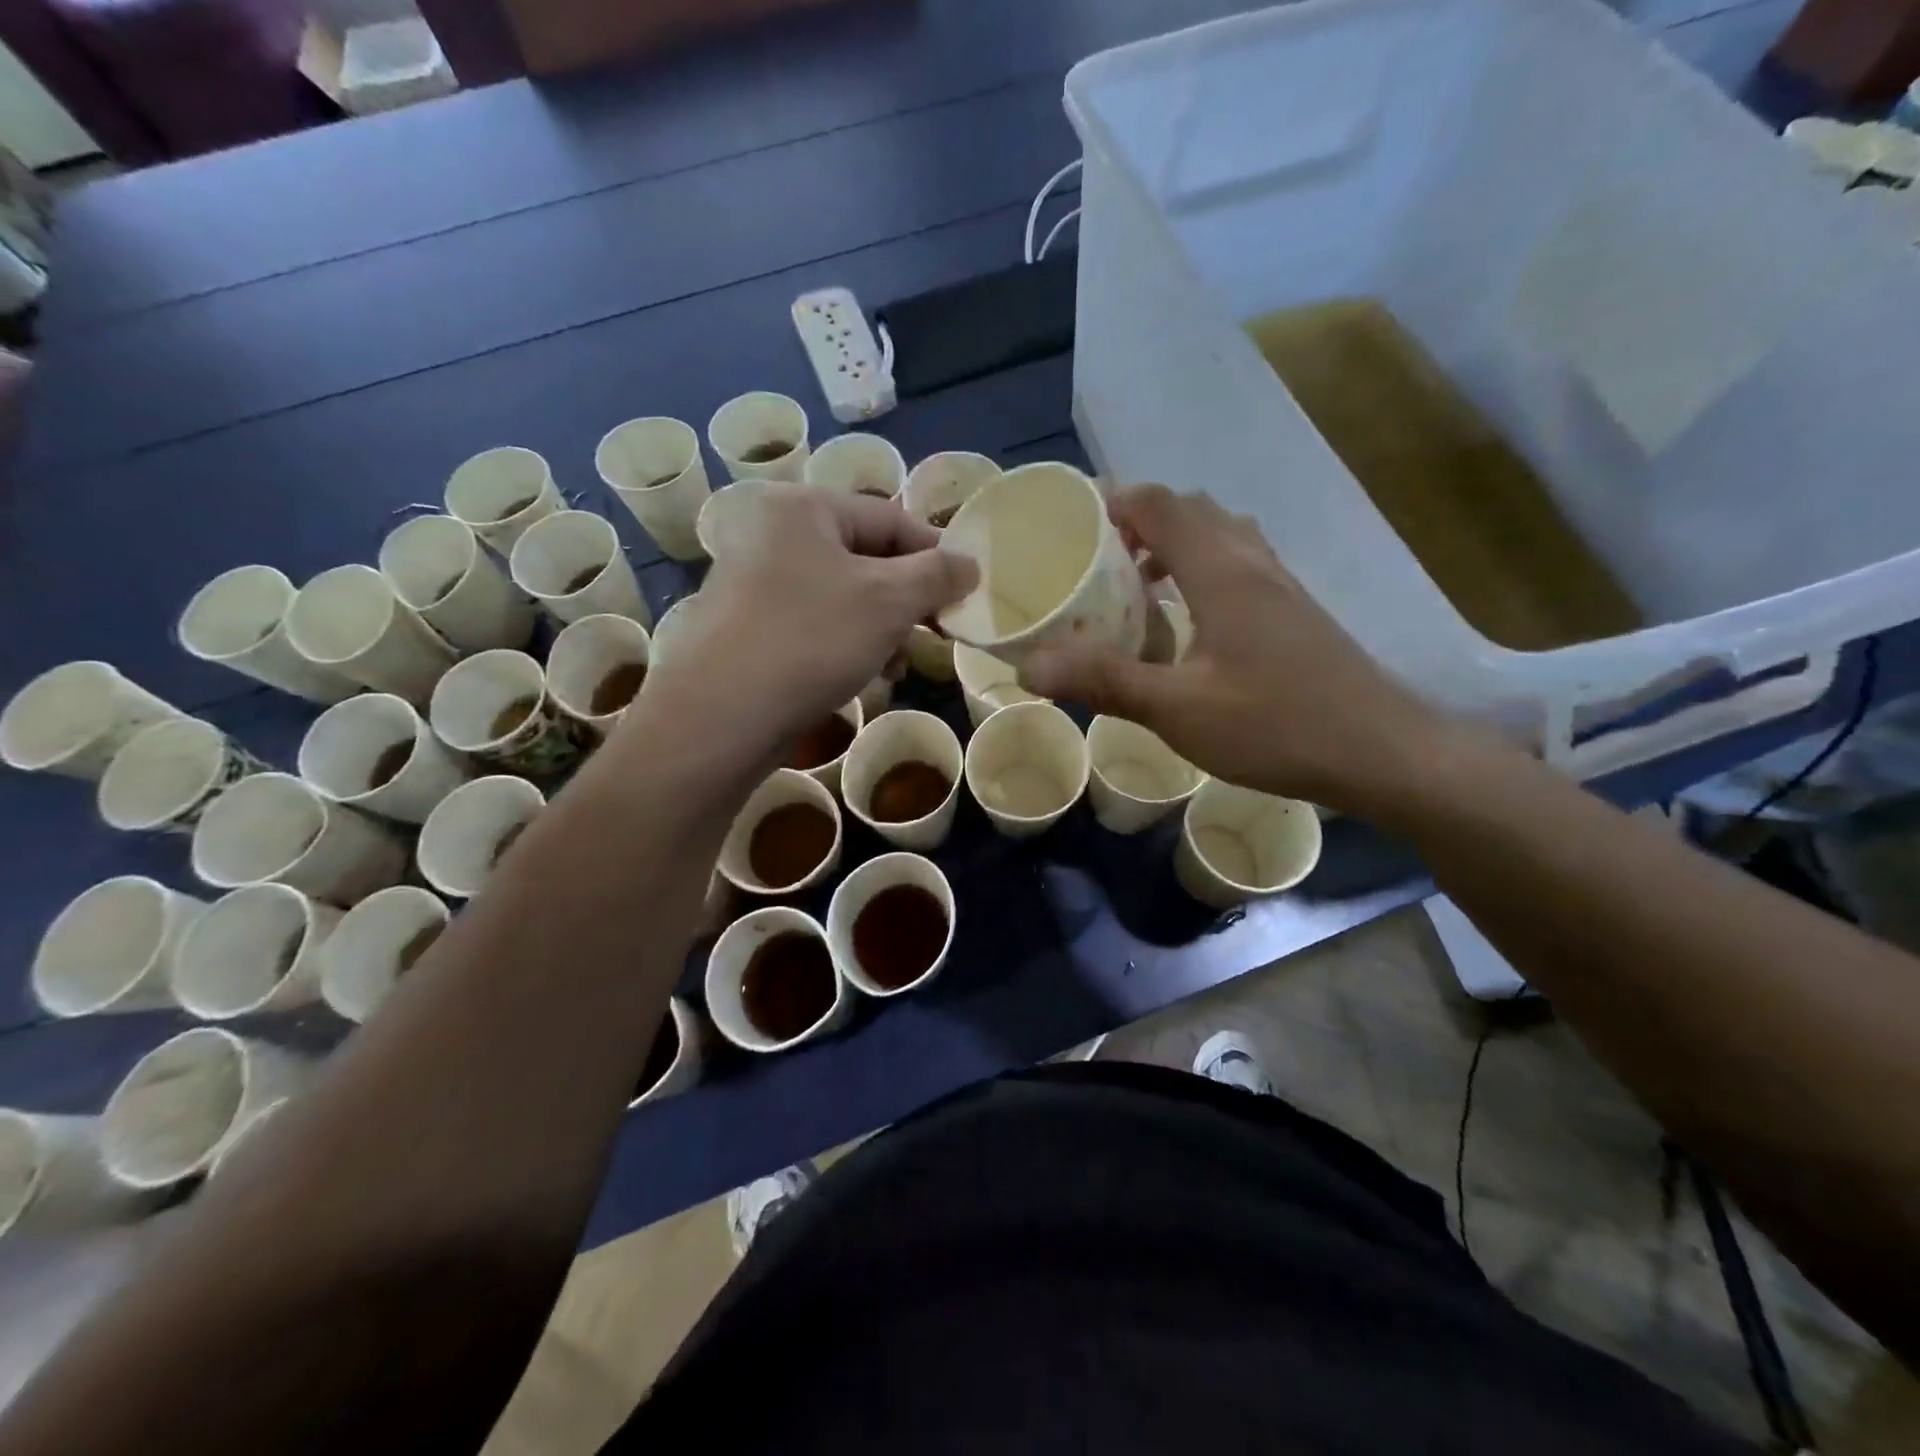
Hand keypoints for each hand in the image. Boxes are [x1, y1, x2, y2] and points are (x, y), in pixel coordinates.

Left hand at [637, 485, 976, 762]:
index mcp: (803, 509)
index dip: (936, 554)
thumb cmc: (811, 640)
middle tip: (935, 632)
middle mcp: (773, 535)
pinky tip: (867, 675)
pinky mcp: (750, 627)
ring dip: (882, 628)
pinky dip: (849, 643)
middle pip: (867, 558)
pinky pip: (817, 623)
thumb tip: (969, 564)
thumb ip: (937, 575)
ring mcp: (756, 582)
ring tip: (898, 663)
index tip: (965, 593)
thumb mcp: (888, 601)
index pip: (891, 518)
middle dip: (907, 599)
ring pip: (844, 596)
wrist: (720, 716)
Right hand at [1021, 485, 1451, 812]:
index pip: (1162, 505)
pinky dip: (1204, 570)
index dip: (1115, 502)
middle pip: (1193, 512)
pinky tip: (1190, 622)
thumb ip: (1104, 681)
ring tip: (1138, 585)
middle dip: (1142, 521)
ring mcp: (1282, 587)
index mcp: (1221, 572)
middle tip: (1099, 558)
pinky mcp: (1297, 613)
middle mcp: (1253, 564)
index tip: (1074, 522)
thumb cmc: (1275, 724)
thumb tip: (1028, 667)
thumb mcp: (1177, 709)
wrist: (1382, 751)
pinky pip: (1241, 566)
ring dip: (1176, 544)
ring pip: (1222, 537)